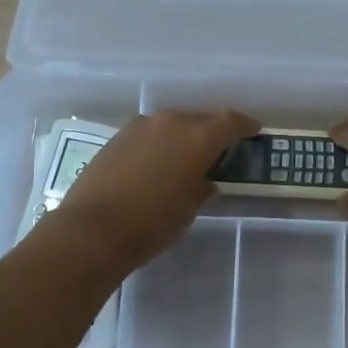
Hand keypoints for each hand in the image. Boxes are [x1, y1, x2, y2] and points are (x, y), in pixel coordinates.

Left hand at [52, 108, 257, 270]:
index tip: (254, 130)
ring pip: (173, 123)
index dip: (245, 125)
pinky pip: (150, 133)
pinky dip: (160, 142)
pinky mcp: (118, 137)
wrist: (92, 228)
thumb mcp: (188, 210)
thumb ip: (201, 188)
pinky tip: (157, 161)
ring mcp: (141, 127)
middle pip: (201, 118)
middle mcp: (171, 123)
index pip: (230, 122)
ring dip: (184, 134)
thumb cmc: (152, 224)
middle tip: (220, 147)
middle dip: (214, 129)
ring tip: (186, 154)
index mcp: (197, 139)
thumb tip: (204, 180)